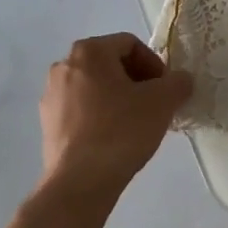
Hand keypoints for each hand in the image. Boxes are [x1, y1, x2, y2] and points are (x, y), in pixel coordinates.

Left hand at [39, 34, 193, 197]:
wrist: (80, 182)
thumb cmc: (122, 131)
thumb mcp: (162, 102)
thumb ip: (178, 82)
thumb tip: (180, 80)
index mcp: (89, 51)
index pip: (130, 44)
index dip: (154, 64)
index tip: (166, 89)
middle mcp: (64, 66)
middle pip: (111, 64)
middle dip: (137, 81)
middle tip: (155, 105)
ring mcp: (51, 95)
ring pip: (96, 87)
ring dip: (119, 98)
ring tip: (136, 123)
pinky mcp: (48, 123)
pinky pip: (81, 109)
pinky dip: (100, 115)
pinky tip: (115, 139)